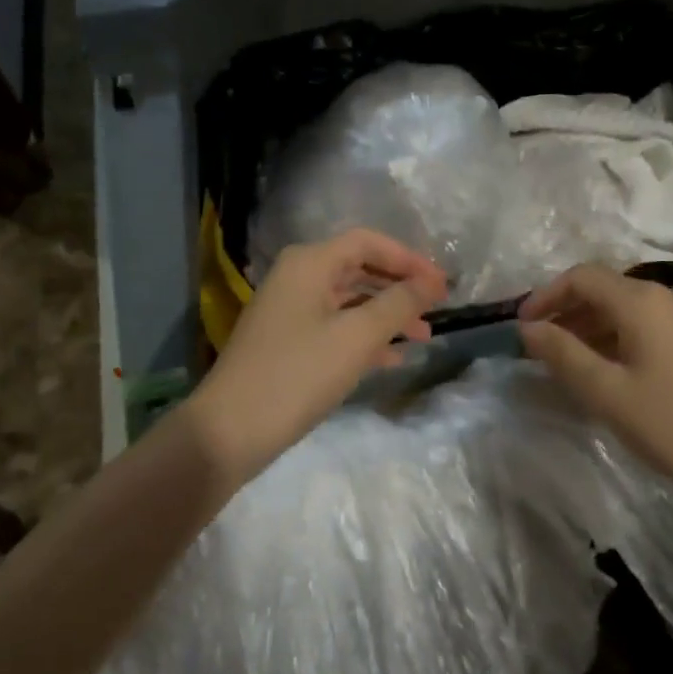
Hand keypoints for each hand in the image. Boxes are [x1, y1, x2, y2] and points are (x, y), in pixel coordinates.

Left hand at [183, 229, 447, 488]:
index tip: (442, 285)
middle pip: (359, 269)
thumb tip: (430, 283)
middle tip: (436, 309)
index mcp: (309, 263)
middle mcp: (297, 278)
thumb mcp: (357, 337)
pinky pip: (336, 327)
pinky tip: (393, 358)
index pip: (368, 242)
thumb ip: (398, 304)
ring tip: (423, 337)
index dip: (409, 259)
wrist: (230, 431)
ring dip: (387, 315)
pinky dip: (365, 337)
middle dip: (400, 288)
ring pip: (350, 301)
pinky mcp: (288, 342)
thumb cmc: (298, 375)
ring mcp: (290, 311)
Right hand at [518, 265, 672, 502]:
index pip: (582, 277)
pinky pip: (653, 327)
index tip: (522, 327)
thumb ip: (563, 354)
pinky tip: (617, 373)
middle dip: (568, 313)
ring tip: (573, 363)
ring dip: (595, 328)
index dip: (546, 296)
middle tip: (542, 348)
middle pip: (608, 290)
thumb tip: (528, 328)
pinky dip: (623, 339)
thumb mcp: (608, 392)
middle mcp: (670, 298)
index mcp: (643, 301)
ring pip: (631, 310)